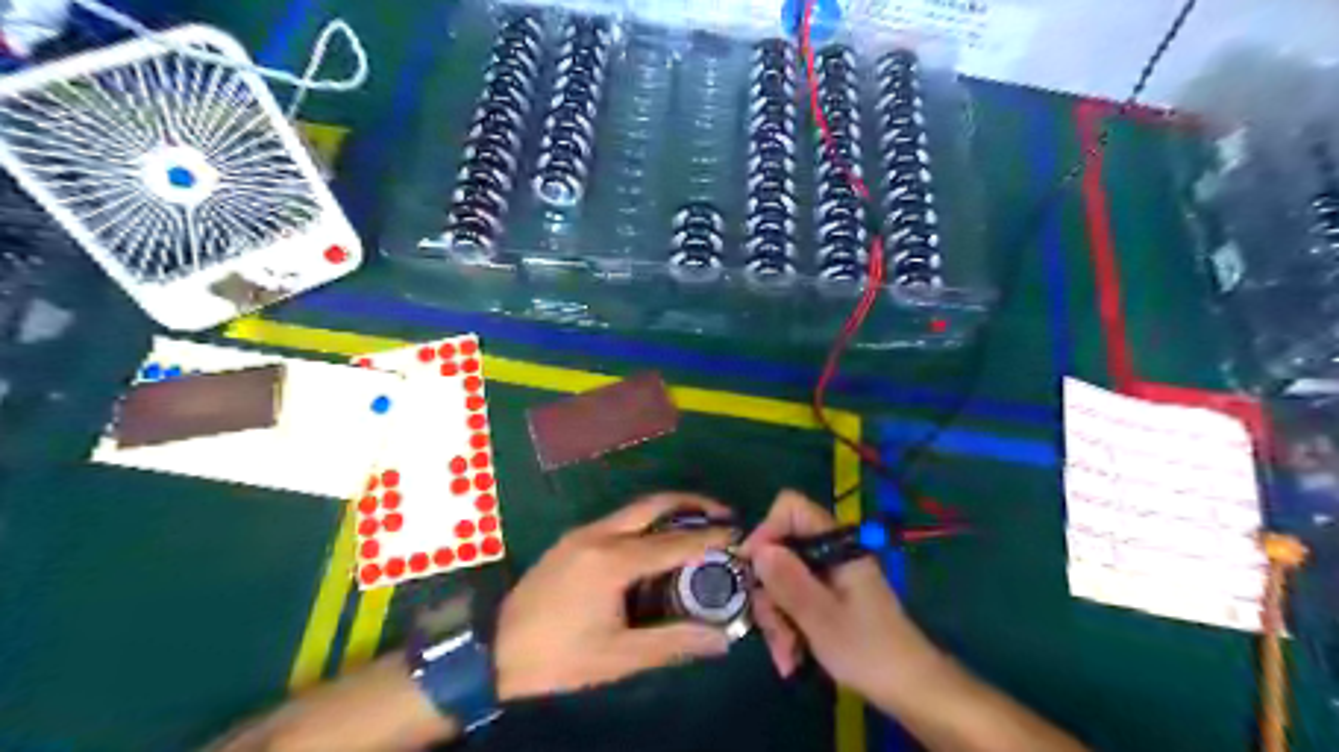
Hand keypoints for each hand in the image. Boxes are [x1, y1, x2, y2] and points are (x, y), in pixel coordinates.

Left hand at [497, 495, 737, 697]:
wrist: (494, 652)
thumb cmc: (558, 657)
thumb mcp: (618, 657)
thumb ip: (672, 643)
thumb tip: (721, 640)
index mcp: (613, 560)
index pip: (674, 542)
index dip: (709, 537)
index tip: (737, 533)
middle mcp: (599, 534)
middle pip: (654, 504)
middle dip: (691, 503)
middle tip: (721, 514)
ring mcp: (581, 533)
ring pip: (635, 509)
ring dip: (669, 511)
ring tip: (696, 525)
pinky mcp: (570, 540)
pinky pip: (618, 521)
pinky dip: (646, 523)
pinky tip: (655, 543)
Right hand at [743, 489, 939, 702]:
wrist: (910, 690)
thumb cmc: (869, 651)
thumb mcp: (821, 618)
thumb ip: (788, 581)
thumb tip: (757, 548)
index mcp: (835, 545)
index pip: (790, 508)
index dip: (766, 531)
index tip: (752, 569)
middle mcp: (828, 553)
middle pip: (779, 550)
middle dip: (769, 593)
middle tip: (773, 630)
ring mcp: (827, 576)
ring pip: (781, 580)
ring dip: (776, 618)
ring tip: (786, 656)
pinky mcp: (825, 597)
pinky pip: (792, 600)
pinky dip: (787, 627)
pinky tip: (791, 657)